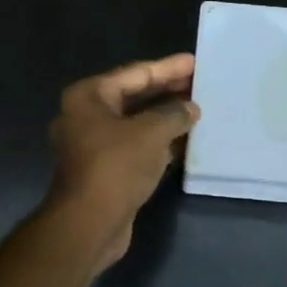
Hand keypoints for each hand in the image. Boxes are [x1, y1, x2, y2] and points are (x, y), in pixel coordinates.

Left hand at [47, 54, 198, 272]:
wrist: (89, 224)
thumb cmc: (116, 167)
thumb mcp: (151, 133)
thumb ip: (174, 114)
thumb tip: (190, 108)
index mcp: (88, 97)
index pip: (135, 73)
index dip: (167, 67)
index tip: (194, 62)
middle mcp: (86, 116)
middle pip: (134, 97)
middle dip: (168, 91)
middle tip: (200, 83)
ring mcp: (93, 145)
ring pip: (136, 123)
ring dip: (166, 118)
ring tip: (199, 109)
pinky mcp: (105, 170)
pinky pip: (137, 146)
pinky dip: (159, 142)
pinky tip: (186, 141)